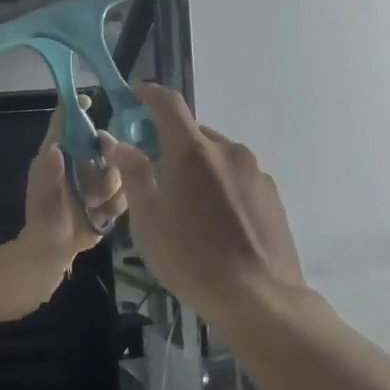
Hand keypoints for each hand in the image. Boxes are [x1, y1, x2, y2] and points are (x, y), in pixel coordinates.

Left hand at [23, 95, 127, 256]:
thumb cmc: (43, 216)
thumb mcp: (43, 197)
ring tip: (91, 206)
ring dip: (107, 191)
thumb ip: (49, 174)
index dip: (75, 109)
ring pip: (119, 170)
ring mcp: (99, 177)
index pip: (66, 123)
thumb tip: (54, 148)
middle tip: (97, 182)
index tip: (87, 101)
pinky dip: (114, 205)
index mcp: (60, 153)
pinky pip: (127, 191)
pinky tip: (99, 215)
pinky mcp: (113, 195)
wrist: (56, 248)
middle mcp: (82, 160)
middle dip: (106, 162)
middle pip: (104, 143)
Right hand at [101, 83, 306, 327]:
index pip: (168, 104)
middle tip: (154, 175)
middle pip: (193, 134)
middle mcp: (228, 150)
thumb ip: (134, 173)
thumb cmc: (191, 257)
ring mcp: (255, 172)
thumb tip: (118, 143)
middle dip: (170, 145)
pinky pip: (236, 177)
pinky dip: (219, 186)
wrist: (258, 296)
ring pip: (216, 157)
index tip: (134, 93)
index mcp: (193, 151)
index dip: (148, 93)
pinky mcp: (271, 195)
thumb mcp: (148, 219)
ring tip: (186, 207)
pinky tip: (215, 222)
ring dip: (197, 168)